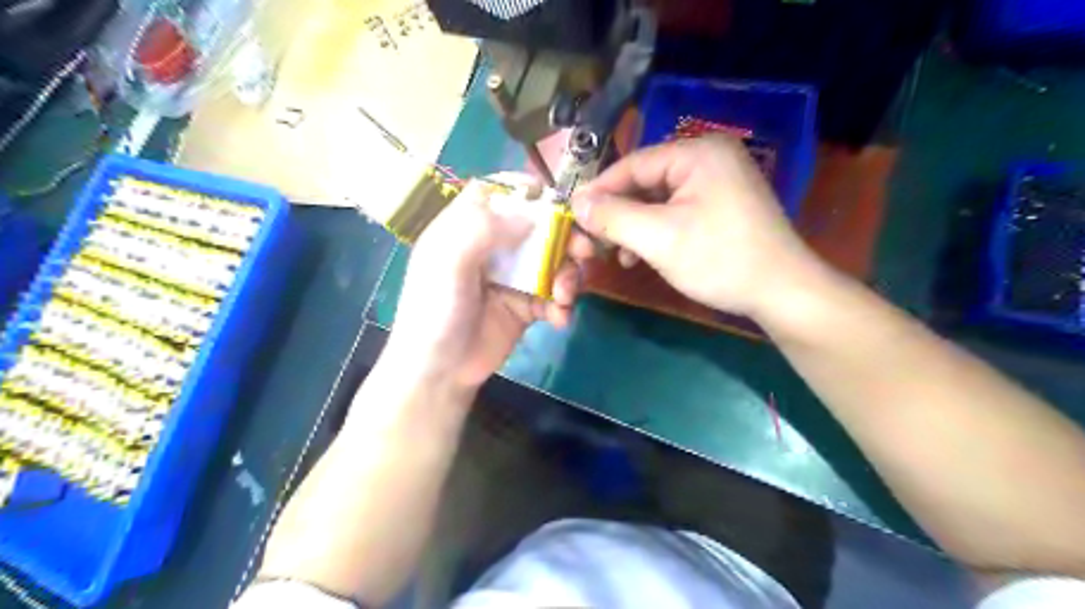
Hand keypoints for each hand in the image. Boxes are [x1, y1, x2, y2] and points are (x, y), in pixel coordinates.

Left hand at [389, 173, 583, 391]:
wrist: (440, 371)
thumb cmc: (436, 310)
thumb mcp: (448, 261)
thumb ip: (484, 228)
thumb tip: (532, 216)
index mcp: (468, 227)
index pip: (499, 192)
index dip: (528, 190)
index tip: (556, 200)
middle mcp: (493, 247)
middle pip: (538, 225)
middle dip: (565, 236)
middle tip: (584, 250)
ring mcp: (513, 276)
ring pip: (554, 260)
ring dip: (568, 274)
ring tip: (564, 296)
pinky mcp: (527, 305)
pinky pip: (555, 295)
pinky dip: (563, 305)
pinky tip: (559, 319)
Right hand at [570, 135, 822, 318]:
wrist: (781, 292)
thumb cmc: (719, 259)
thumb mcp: (659, 238)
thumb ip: (613, 217)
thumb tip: (576, 202)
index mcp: (697, 153)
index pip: (633, 164)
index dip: (599, 190)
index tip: (572, 215)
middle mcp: (709, 158)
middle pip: (645, 182)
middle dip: (618, 214)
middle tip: (594, 242)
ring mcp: (718, 181)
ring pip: (658, 199)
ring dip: (634, 226)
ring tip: (618, 255)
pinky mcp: (722, 205)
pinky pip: (676, 211)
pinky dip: (656, 231)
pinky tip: (643, 255)